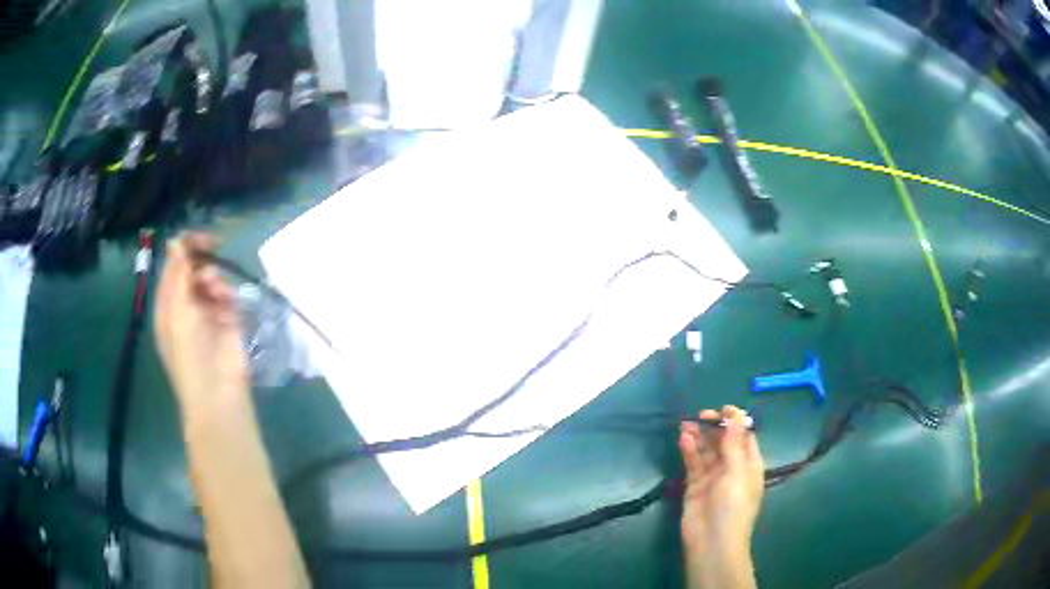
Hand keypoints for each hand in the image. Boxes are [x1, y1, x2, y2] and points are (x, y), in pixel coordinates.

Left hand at [154, 233, 248, 429]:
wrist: (217, 394)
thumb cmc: (189, 355)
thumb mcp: (177, 313)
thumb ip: (178, 275)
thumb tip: (176, 240)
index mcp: (168, 306)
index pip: (173, 269)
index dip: (184, 249)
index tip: (199, 237)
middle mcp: (186, 308)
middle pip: (193, 271)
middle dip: (202, 260)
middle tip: (214, 247)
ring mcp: (207, 315)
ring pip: (211, 281)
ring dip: (214, 278)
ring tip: (218, 289)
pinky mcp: (228, 323)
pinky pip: (227, 297)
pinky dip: (228, 293)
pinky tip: (228, 300)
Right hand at [679, 405, 763, 587]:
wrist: (712, 542)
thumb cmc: (733, 506)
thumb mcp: (737, 472)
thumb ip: (734, 443)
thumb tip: (736, 414)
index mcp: (750, 464)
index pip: (744, 436)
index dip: (735, 421)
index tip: (722, 409)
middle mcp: (733, 468)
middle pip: (723, 441)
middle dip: (713, 427)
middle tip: (699, 416)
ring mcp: (713, 477)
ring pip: (706, 450)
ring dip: (698, 436)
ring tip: (685, 423)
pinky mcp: (694, 486)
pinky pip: (693, 463)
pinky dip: (689, 451)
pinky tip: (683, 439)